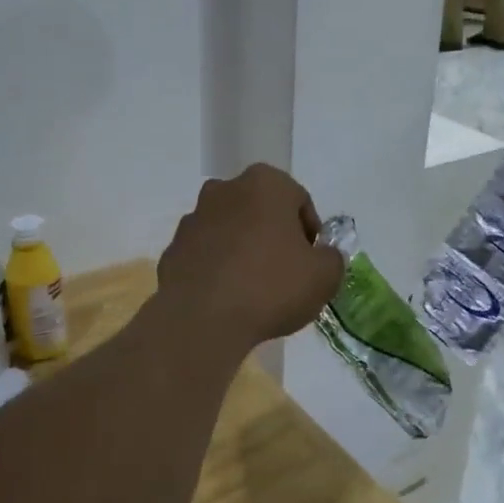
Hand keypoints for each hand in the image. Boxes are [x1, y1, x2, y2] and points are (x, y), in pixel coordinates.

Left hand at [155, 165, 345, 351]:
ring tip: (254, 289)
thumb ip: (331, 258)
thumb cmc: (271, 287)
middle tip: (285, 272)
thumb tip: (321, 256)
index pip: (298, 201)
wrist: (202, 319)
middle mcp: (225, 189)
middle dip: (273, 236)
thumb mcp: (324, 276)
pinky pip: (206, 255)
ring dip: (243, 250)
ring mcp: (193, 218)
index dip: (310, 232)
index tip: (311, 262)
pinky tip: (227, 298)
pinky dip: (217, 268)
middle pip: (260, 211)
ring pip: (230, 231)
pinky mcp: (173, 249)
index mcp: (265, 184)